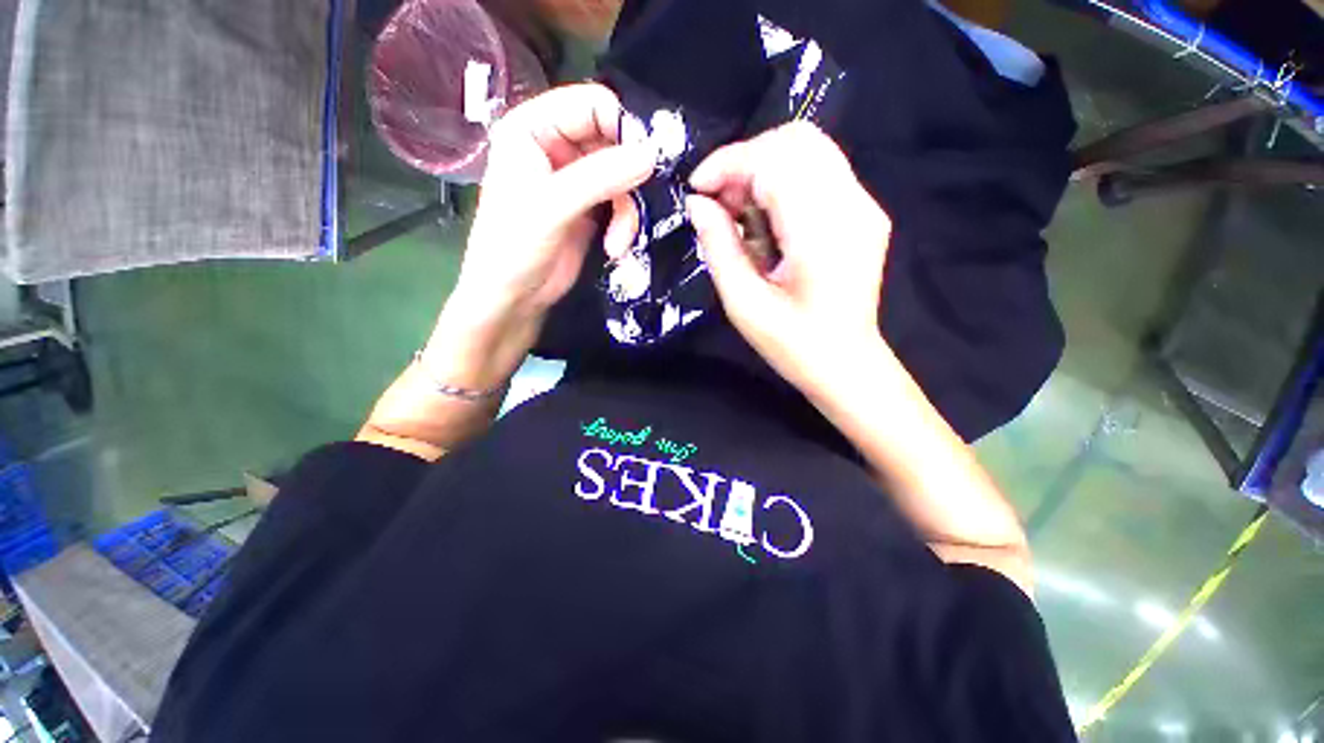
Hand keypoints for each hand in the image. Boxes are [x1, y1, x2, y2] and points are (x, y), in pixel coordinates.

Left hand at [449, 83, 654, 330]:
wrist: (513, 298)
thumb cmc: (515, 248)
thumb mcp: (553, 207)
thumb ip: (600, 177)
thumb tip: (651, 155)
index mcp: (532, 128)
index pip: (590, 104)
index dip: (622, 126)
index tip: (645, 160)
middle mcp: (555, 147)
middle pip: (612, 140)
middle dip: (628, 177)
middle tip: (639, 202)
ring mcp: (575, 180)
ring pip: (622, 176)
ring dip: (628, 211)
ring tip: (619, 241)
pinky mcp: (590, 208)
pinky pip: (621, 203)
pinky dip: (625, 225)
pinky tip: (616, 247)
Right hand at [686, 122, 892, 392]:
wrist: (847, 365)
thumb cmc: (793, 346)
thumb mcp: (744, 305)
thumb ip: (719, 248)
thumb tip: (697, 204)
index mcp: (821, 233)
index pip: (774, 160)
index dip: (728, 164)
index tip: (697, 191)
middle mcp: (852, 205)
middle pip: (796, 140)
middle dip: (745, 161)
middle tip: (719, 202)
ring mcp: (864, 205)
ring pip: (809, 149)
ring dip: (763, 169)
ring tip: (739, 212)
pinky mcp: (864, 212)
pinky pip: (819, 171)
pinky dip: (783, 182)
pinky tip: (767, 220)